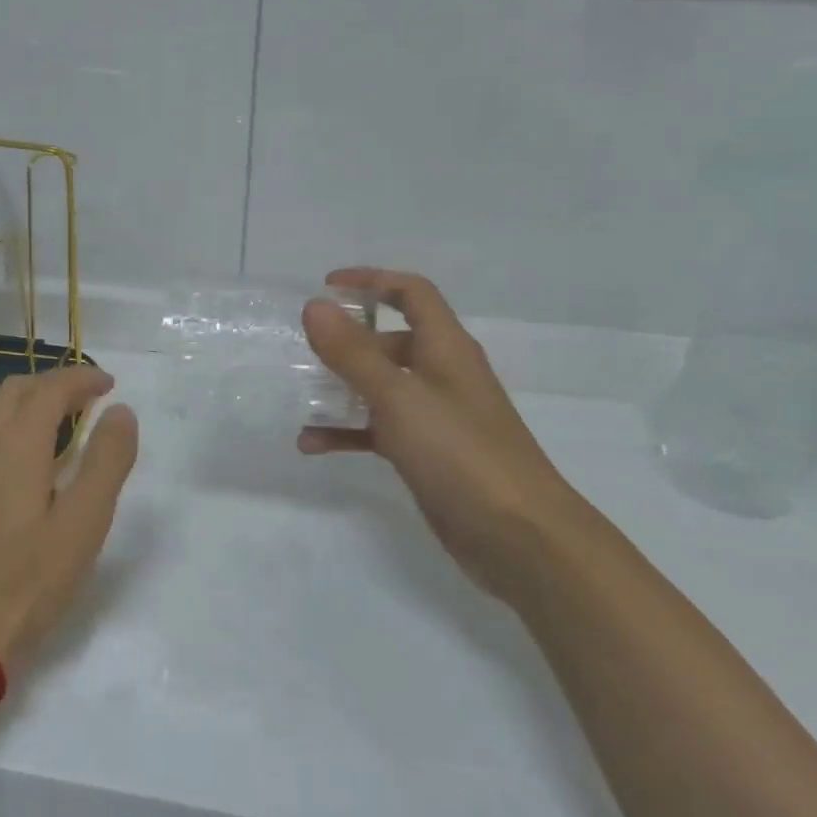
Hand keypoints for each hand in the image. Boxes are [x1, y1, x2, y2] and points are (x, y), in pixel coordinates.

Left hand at [0, 367, 139, 669]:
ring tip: (54, 420)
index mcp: (16, 444)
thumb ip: (106, 461)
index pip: (50, 388)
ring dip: (24, 399)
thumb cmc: (30, 579)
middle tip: (88, 401)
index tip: (109, 384)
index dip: (82, 378)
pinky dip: (3, 421)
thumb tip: (120, 412)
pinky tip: (19, 457)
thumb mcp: (85, 522)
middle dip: (55, 384)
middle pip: (16, 389)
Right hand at [300, 268, 597, 595]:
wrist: (517, 535)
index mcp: (445, 347)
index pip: (411, 293)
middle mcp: (442, 374)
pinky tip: (312, 445)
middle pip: (390, 341)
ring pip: (380, 388)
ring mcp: (435, 416)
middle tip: (303, 351)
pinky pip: (378, 430)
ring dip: (340, 390)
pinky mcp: (427, 453)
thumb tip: (315, 306)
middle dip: (346, 342)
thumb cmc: (459, 452)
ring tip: (299, 399)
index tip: (327, 288)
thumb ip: (353, 352)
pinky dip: (348, 432)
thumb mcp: (398, 396)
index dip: (372, 280)